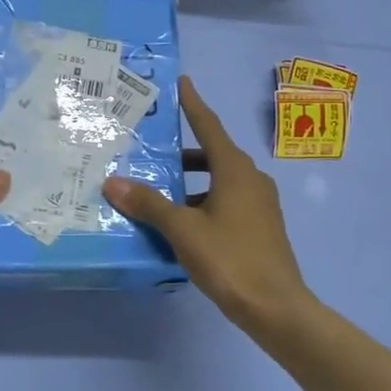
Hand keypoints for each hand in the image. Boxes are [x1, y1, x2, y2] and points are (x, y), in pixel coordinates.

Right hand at [103, 76, 312, 331]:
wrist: (277, 308)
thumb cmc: (230, 259)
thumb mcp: (183, 230)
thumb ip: (149, 204)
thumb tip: (113, 183)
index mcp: (234, 169)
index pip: (209, 125)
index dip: (193, 103)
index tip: (182, 82)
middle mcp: (251, 179)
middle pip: (212, 153)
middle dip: (182, 150)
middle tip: (152, 148)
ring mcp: (259, 204)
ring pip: (219, 180)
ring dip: (191, 181)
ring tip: (158, 190)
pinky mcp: (260, 226)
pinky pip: (226, 201)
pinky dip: (202, 201)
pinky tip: (181, 222)